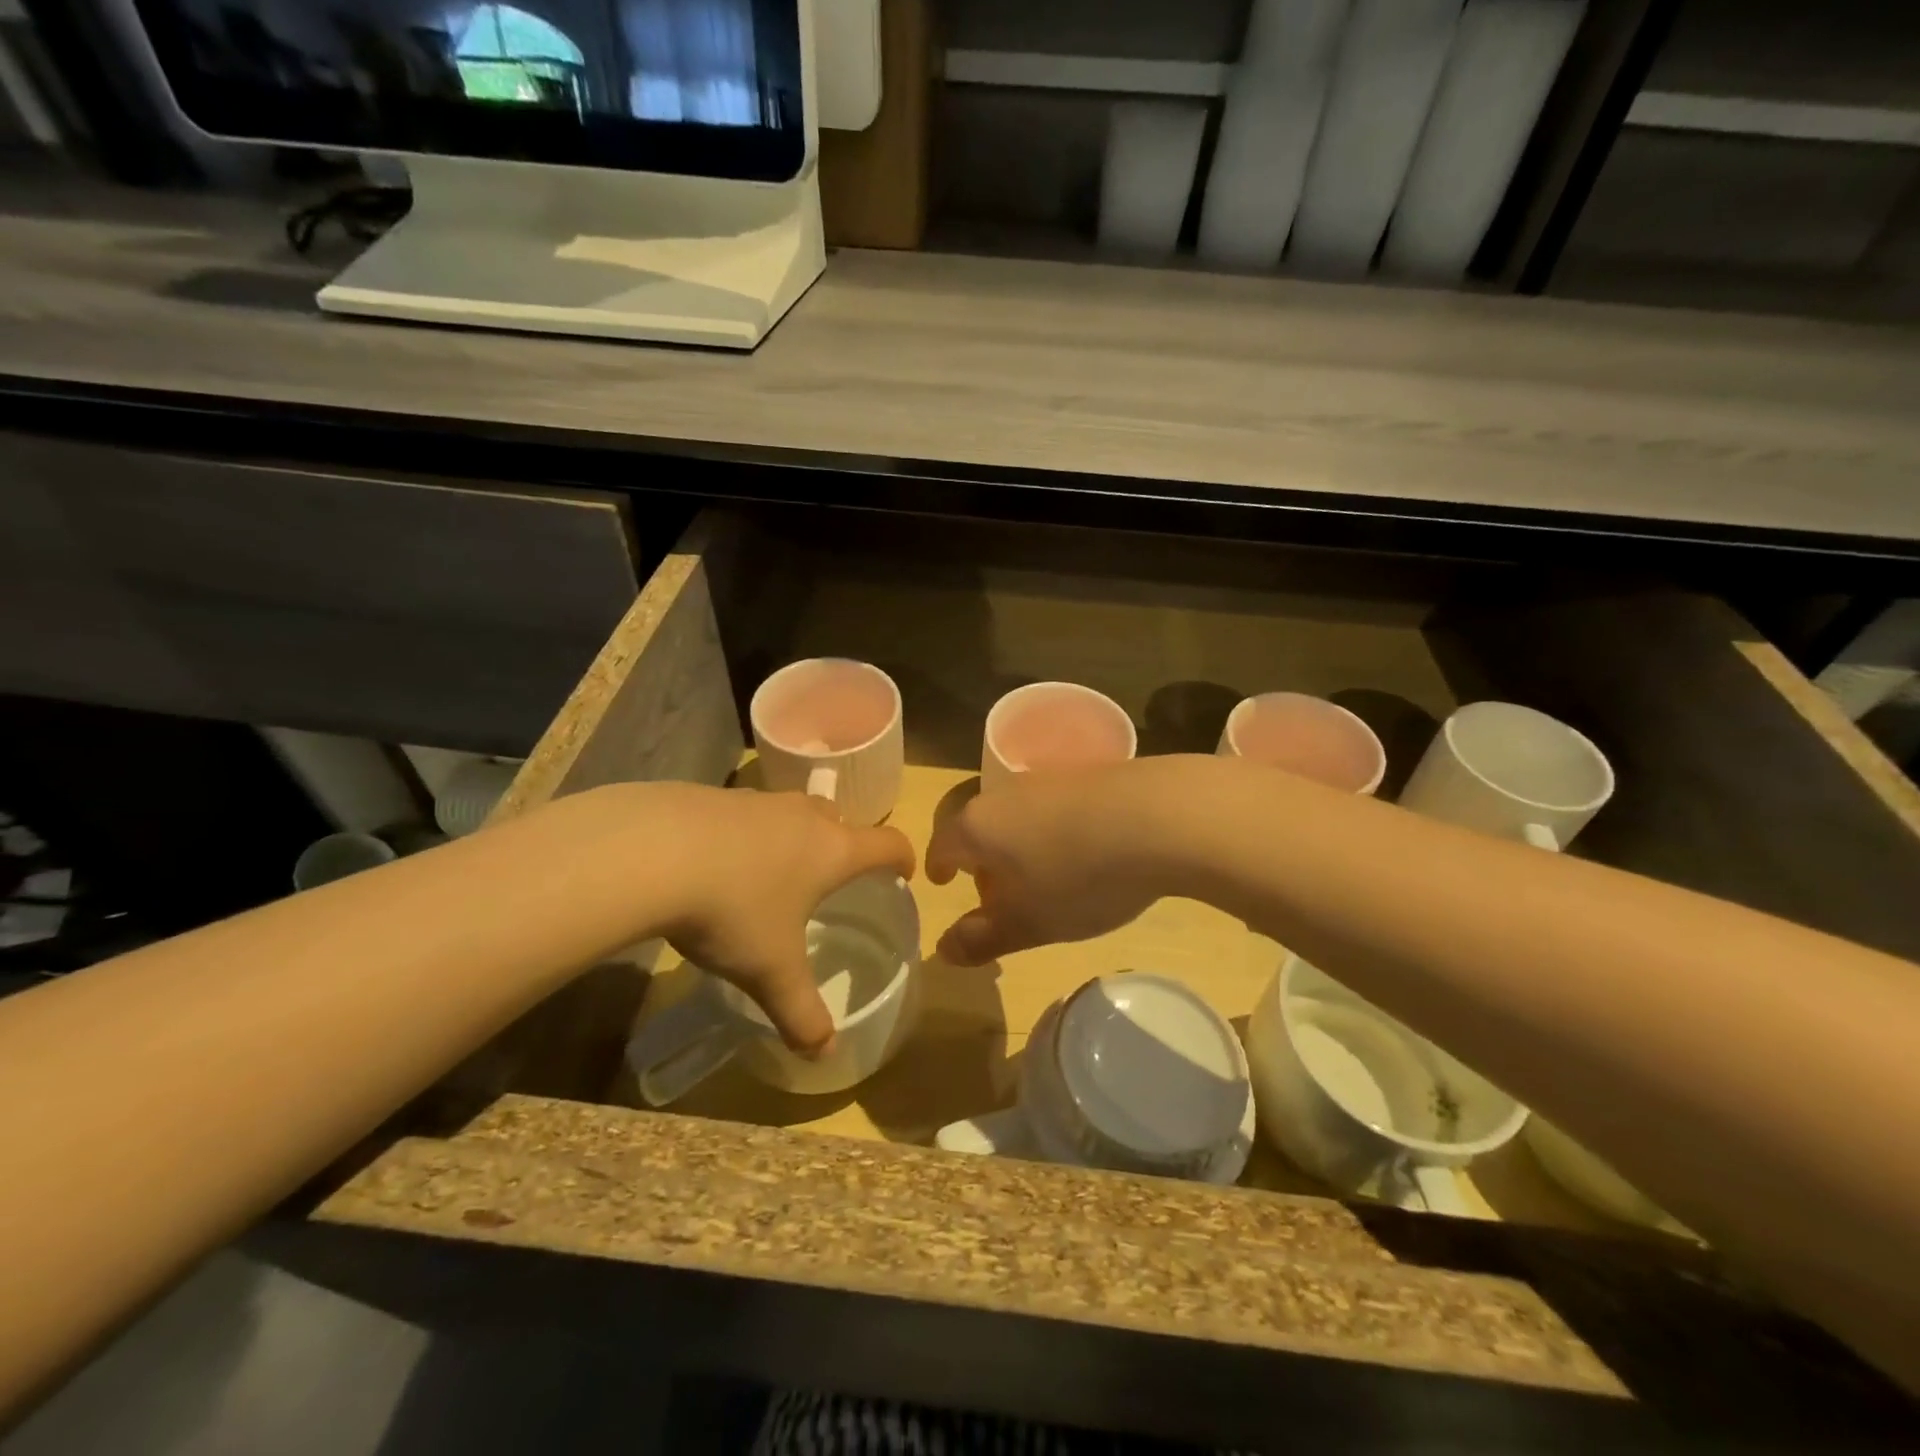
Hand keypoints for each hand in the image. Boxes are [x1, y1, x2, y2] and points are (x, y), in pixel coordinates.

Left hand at [645, 785, 914, 1053]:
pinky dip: (745, 834)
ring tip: (771, 872)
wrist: (650, 852)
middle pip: (839, 820)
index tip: (903, 872)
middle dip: (843, 844)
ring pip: (791, 813)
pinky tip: (716, 864)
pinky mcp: (713, 796)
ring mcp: (756, 800)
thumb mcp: (770, 972)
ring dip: (792, 836)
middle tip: (831, 877)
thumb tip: (826, 1054)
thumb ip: (802, 1014)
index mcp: (831, 850)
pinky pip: (745, 813)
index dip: (902, 858)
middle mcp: (802, 816)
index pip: (887, 843)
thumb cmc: (732, 910)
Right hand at [926, 763, 1179, 964]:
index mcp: (979, 826)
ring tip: (1046, 881)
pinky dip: (1055, 834)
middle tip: (999, 897)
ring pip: (1018, 818)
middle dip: (983, 863)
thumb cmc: (1079, 877)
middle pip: (980, 829)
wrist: (1159, 817)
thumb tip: (943, 949)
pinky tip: (1086, 856)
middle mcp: (1005, 794)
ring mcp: (1049, 780)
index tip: (942, 881)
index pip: (942, 844)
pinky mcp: (1088, 776)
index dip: (938, 867)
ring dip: (1020, 849)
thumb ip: (982, 938)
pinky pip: (1055, 809)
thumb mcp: (1029, 923)